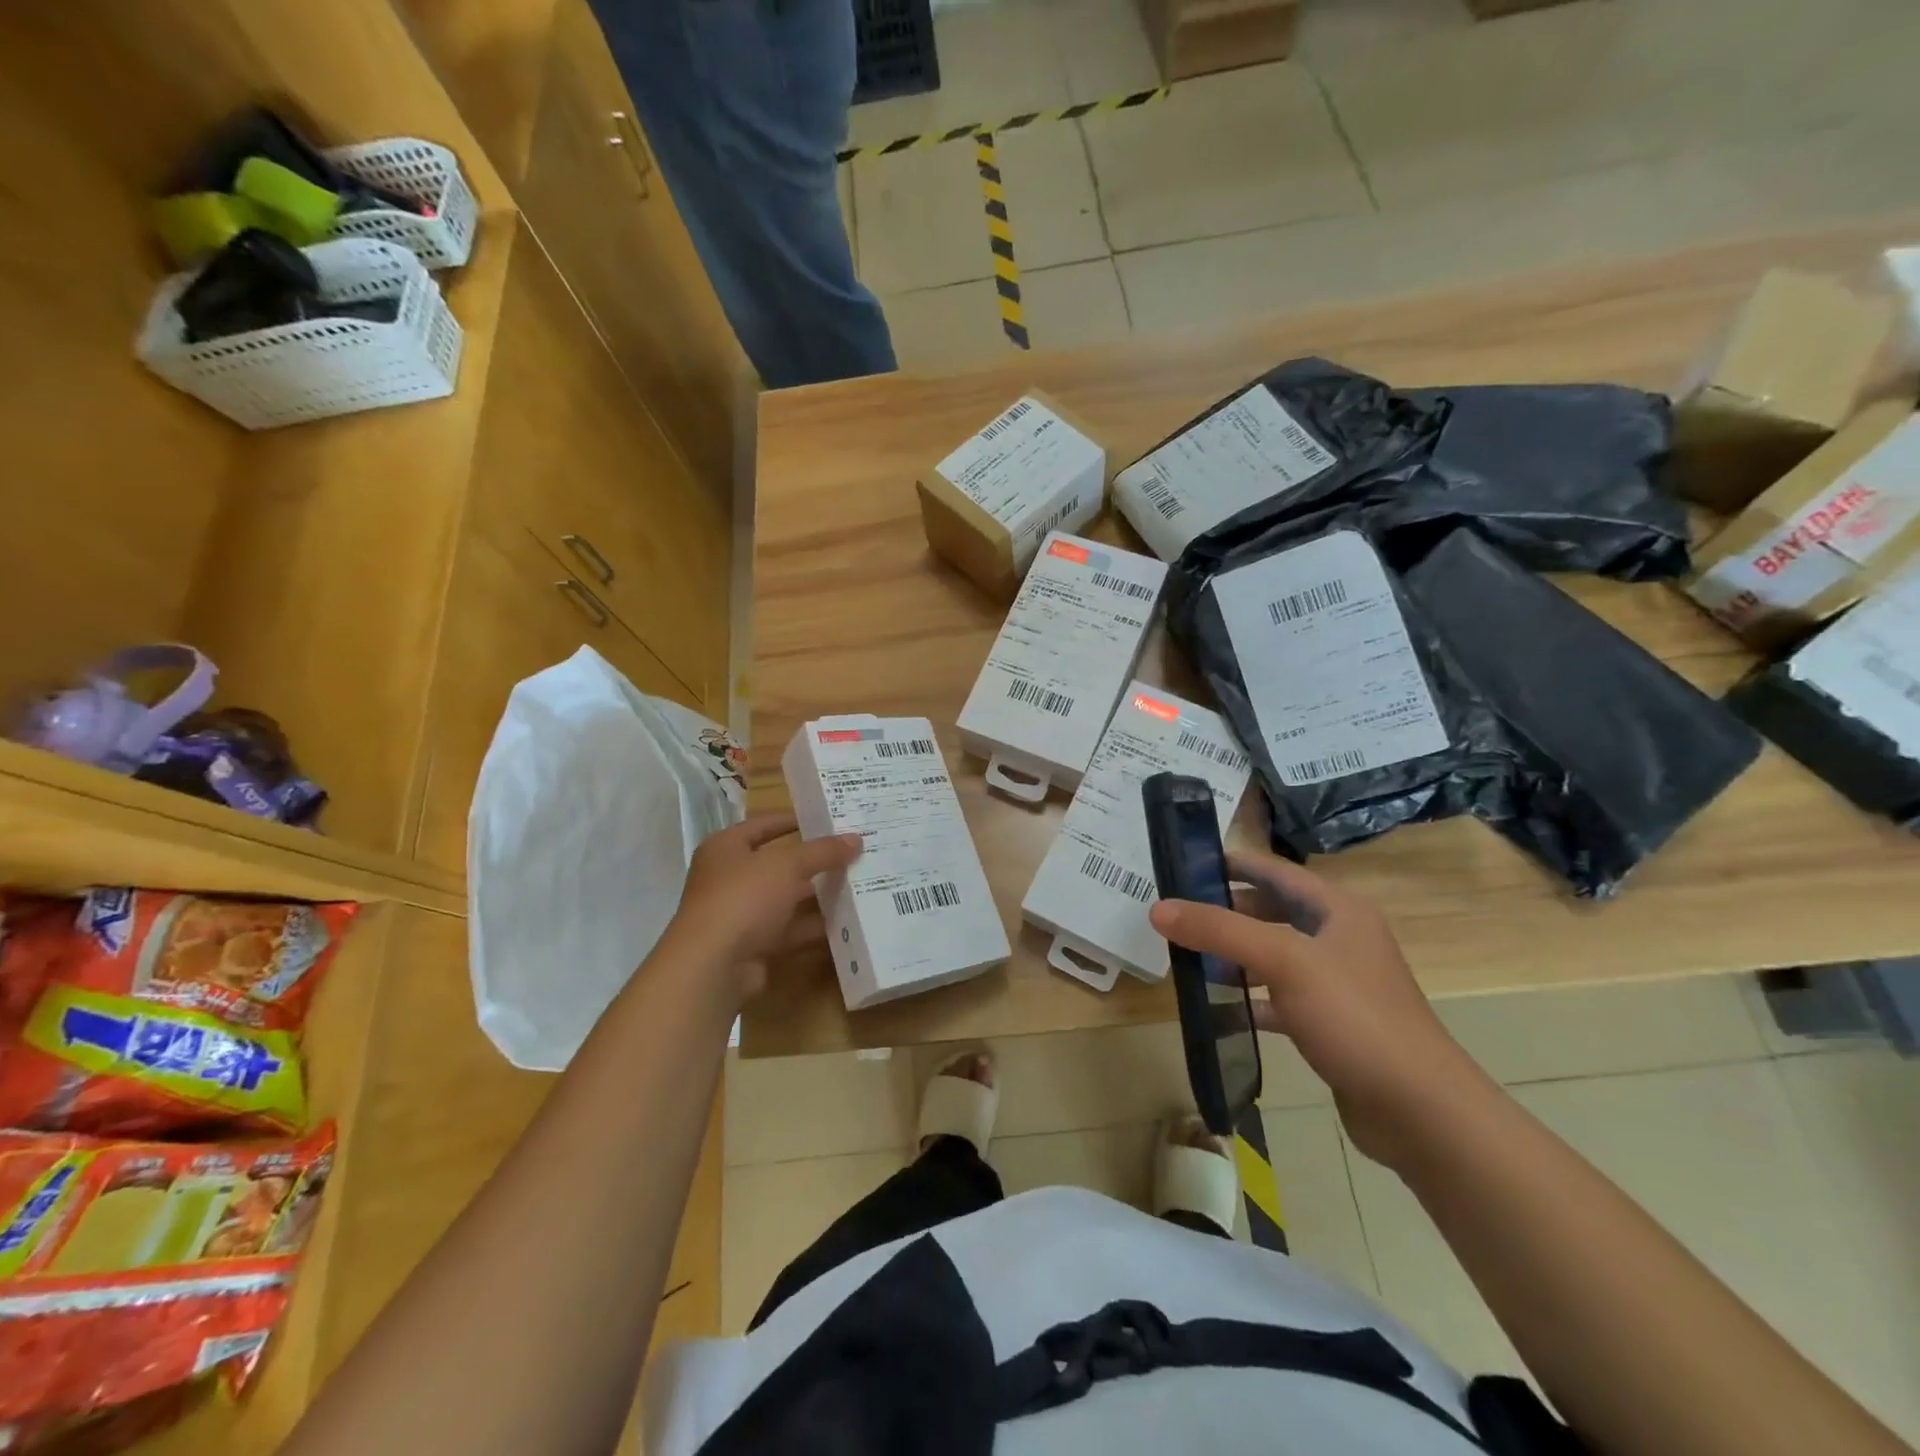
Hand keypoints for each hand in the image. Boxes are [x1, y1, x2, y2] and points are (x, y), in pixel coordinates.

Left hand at [664, 814, 861, 1002]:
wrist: (713, 967)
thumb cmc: (743, 898)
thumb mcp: (787, 865)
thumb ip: (822, 851)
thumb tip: (856, 839)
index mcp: (726, 848)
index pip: (763, 825)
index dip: (794, 820)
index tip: (829, 819)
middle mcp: (729, 878)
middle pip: (778, 863)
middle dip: (814, 861)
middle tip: (852, 853)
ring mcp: (741, 914)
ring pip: (786, 898)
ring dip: (817, 895)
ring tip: (857, 884)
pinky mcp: (753, 945)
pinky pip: (790, 930)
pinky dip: (813, 927)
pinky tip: (846, 922)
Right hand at [1149, 851, 1488, 1169]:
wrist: (1420, 1112)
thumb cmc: (1355, 1018)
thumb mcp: (1283, 961)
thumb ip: (1219, 930)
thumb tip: (1158, 908)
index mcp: (1337, 909)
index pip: (1274, 870)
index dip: (1230, 864)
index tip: (1182, 865)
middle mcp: (1339, 938)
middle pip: (1271, 911)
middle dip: (1225, 912)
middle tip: (1176, 917)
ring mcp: (1336, 983)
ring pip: (1272, 956)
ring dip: (1232, 956)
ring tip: (1186, 959)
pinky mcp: (1330, 1023)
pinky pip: (1277, 999)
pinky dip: (1247, 1000)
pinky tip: (1216, 1011)